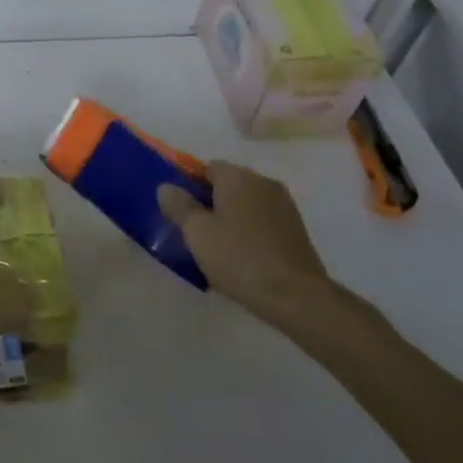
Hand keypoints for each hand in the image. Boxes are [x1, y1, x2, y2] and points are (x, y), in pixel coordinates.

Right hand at [157, 162, 336, 324]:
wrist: (295, 296)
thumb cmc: (239, 257)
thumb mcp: (196, 232)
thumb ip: (178, 205)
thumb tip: (167, 187)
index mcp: (238, 177)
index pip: (207, 167)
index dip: (189, 184)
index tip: (178, 209)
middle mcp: (263, 183)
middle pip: (228, 184)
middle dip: (209, 202)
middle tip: (192, 229)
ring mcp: (284, 206)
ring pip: (245, 204)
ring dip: (230, 218)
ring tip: (215, 247)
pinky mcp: (296, 230)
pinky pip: (261, 221)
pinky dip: (248, 231)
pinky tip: (240, 256)